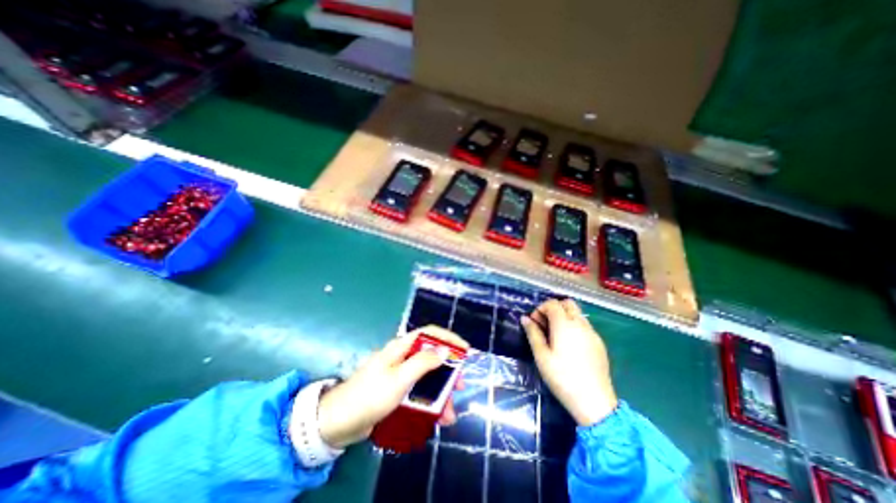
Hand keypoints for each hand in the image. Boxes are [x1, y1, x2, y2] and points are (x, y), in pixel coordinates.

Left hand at [312, 327, 469, 447]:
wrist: (338, 422)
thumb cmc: (370, 395)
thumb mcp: (399, 378)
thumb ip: (423, 363)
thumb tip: (444, 349)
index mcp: (401, 348)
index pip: (429, 334)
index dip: (448, 339)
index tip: (465, 349)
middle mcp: (402, 357)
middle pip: (430, 357)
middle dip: (447, 371)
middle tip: (460, 384)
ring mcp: (399, 375)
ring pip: (426, 378)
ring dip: (439, 393)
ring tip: (449, 412)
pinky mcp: (396, 391)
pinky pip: (418, 392)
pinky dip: (428, 403)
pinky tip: (436, 417)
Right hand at [523, 298, 620, 428]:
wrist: (594, 402)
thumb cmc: (562, 377)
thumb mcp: (541, 356)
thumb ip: (533, 333)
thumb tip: (525, 318)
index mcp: (564, 324)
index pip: (552, 303)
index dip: (540, 309)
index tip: (534, 323)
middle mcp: (580, 323)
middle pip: (567, 303)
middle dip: (553, 308)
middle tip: (545, 325)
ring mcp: (592, 333)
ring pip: (577, 313)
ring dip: (564, 316)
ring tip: (556, 335)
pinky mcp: (599, 343)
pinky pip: (584, 325)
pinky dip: (574, 326)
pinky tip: (569, 345)